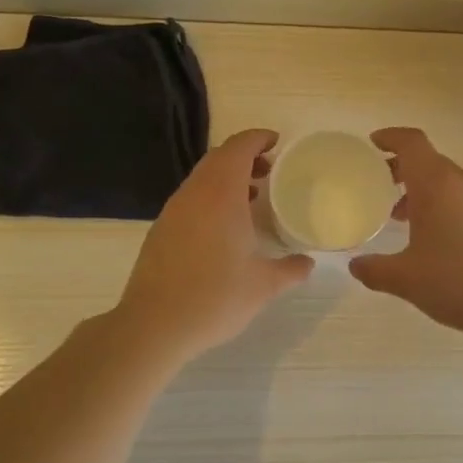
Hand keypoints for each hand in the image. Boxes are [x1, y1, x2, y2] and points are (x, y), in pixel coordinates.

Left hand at [115, 129, 314, 361]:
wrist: (154, 324)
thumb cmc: (215, 298)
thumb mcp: (263, 286)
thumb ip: (290, 269)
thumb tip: (308, 263)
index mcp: (221, 195)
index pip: (239, 148)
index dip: (258, 138)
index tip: (277, 142)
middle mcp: (194, 194)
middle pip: (218, 158)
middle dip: (244, 156)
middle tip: (269, 171)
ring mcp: (173, 211)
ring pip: (202, 178)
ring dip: (227, 178)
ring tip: (252, 197)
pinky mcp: (161, 229)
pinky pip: (190, 199)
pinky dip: (211, 197)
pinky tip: (224, 227)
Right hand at [348, 128, 462, 342]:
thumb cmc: (455, 281)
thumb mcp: (405, 279)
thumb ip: (374, 269)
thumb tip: (355, 265)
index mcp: (435, 184)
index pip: (411, 143)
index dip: (390, 138)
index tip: (372, 145)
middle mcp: (462, 182)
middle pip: (428, 161)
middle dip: (401, 170)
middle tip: (379, 188)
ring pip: (447, 182)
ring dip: (422, 192)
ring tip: (402, 219)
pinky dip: (443, 206)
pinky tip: (434, 240)